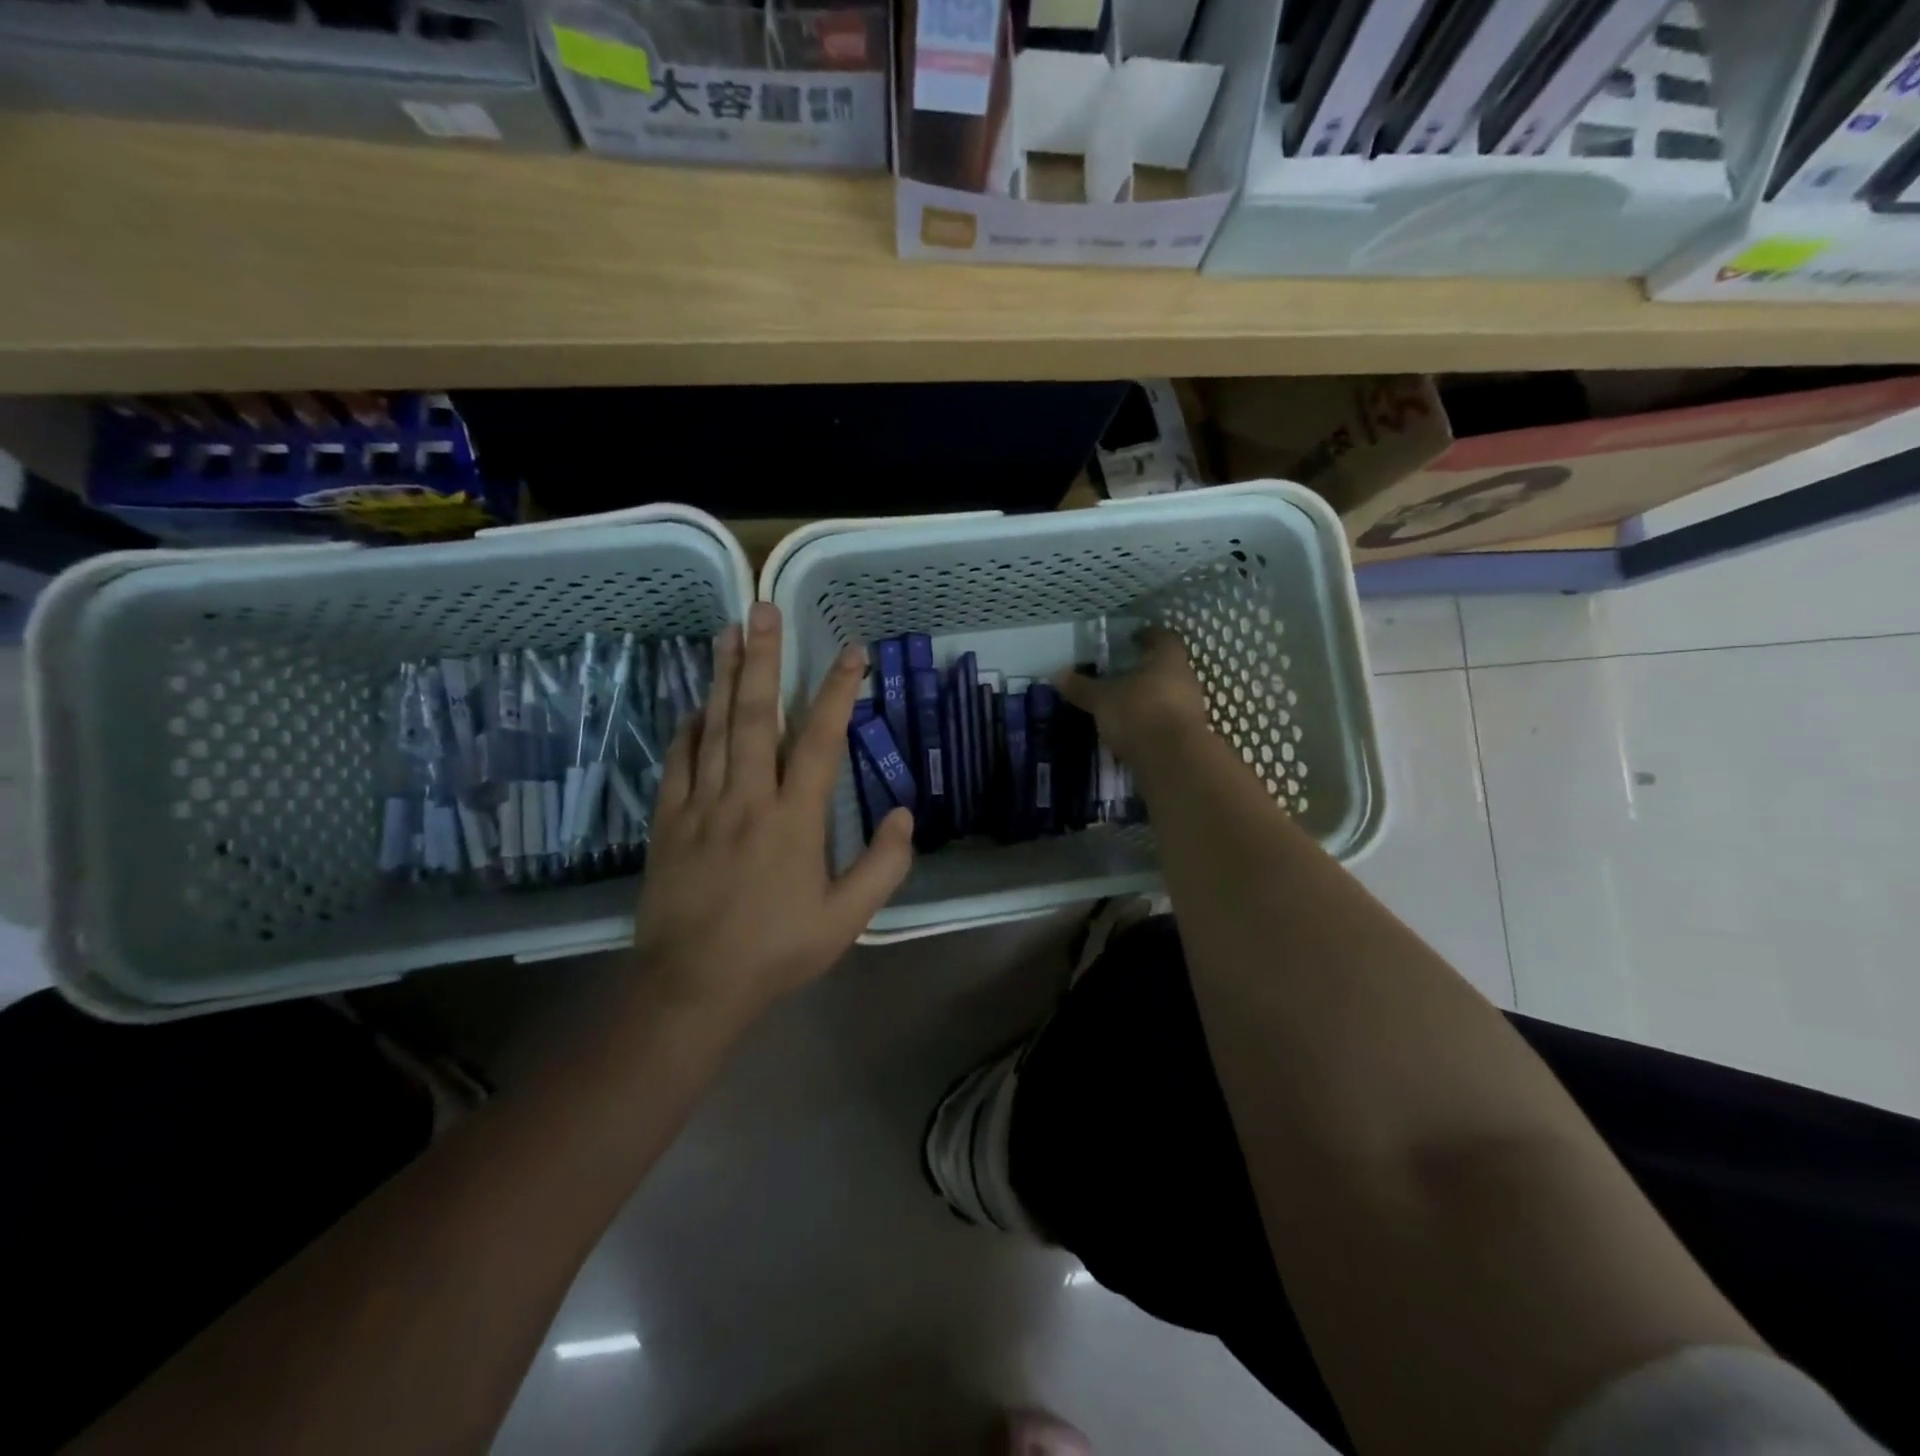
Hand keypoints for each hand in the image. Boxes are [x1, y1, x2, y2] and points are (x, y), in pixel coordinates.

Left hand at [633, 602, 913, 1020]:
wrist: (692, 985)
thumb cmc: (776, 951)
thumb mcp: (847, 920)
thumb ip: (883, 865)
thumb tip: (906, 814)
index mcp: (794, 819)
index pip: (820, 740)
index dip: (838, 691)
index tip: (852, 652)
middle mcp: (747, 799)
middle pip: (755, 715)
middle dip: (763, 658)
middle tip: (764, 610)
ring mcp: (701, 806)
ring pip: (713, 728)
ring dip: (723, 677)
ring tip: (729, 632)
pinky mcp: (668, 821)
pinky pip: (677, 762)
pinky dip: (688, 729)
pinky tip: (694, 704)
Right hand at [1053, 627, 1209, 763]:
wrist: (1173, 760)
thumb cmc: (1138, 712)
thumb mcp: (1102, 699)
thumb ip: (1082, 687)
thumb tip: (1058, 674)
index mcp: (1168, 659)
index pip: (1162, 637)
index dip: (1147, 635)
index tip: (1132, 638)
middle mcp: (1186, 678)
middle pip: (1167, 667)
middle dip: (1146, 669)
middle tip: (1122, 673)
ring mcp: (1191, 708)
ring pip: (1169, 694)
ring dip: (1150, 697)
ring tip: (1124, 704)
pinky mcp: (1189, 735)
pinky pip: (1168, 720)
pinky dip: (1152, 721)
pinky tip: (1134, 730)